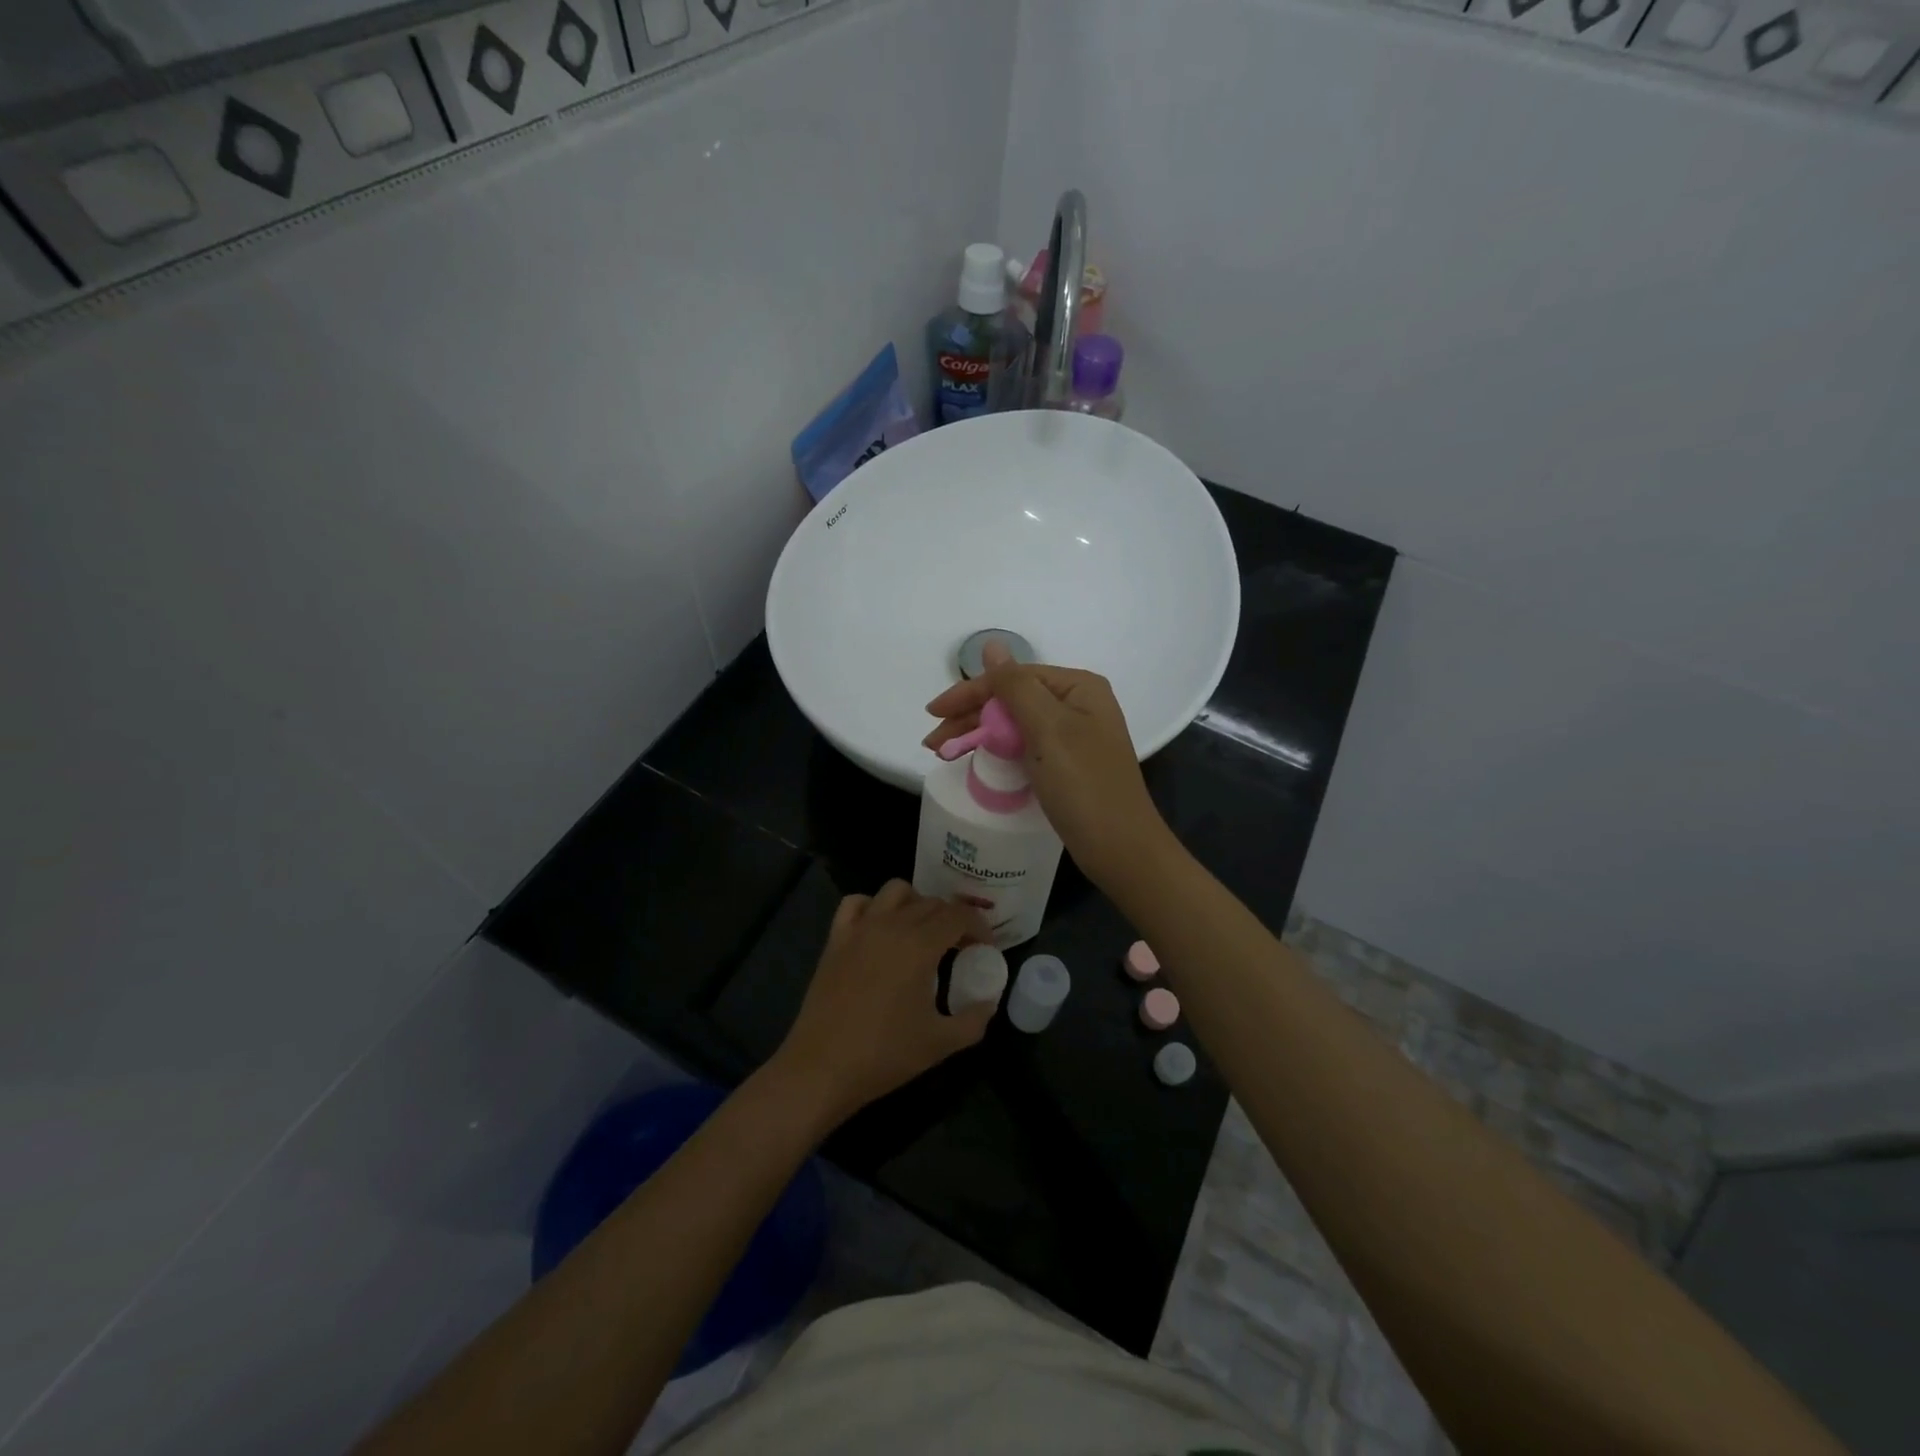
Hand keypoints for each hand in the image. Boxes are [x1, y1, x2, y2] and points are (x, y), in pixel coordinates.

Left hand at [770, 881, 993, 1127]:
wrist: (822, 1068)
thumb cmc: (885, 1055)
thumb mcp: (942, 1043)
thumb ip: (975, 1018)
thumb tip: (989, 1000)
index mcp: (920, 945)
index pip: (958, 915)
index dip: (979, 926)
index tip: (985, 946)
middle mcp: (891, 925)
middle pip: (931, 902)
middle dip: (953, 918)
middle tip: (961, 946)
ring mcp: (860, 928)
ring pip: (896, 891)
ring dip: (917, 903)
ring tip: (923, 932)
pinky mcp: (836, 938)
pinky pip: (856, 903)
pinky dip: (874, 906)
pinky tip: (881, 929)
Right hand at [923, 644, 1170, 888]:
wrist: (1120, 849)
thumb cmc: (1084, 785)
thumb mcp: (1048, 729)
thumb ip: (1015, 686)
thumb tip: (991, 645)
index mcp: (1078, 688)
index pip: (1013, 678)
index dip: (970, 692)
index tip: (932, 714)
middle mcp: (1078, 706)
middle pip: (1012, 700)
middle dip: (970, 717)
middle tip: (933, 743)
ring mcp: (1073, 737)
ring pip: (1015, 725)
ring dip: (979, 734)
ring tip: (943, 753)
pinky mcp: (1067, 766)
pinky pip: (1024, 747)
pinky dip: (998, 752)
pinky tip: (977, 760)